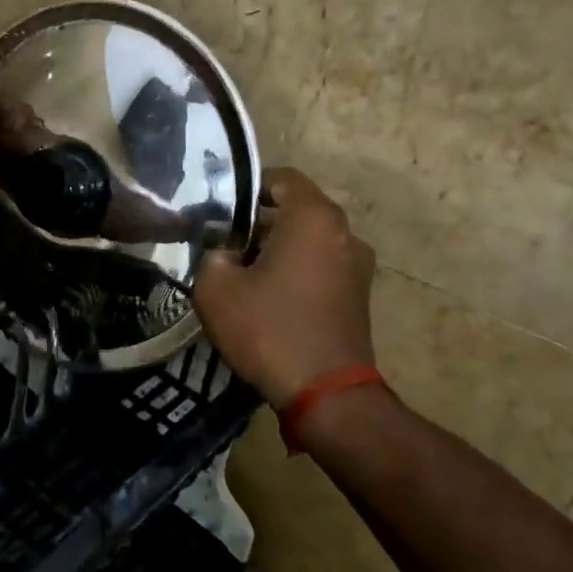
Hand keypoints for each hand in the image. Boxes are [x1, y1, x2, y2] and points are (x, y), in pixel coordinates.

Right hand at [193, 168, 376, 406]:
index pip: (281, 178)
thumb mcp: (216, 289)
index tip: (222, 210)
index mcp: (313, 218)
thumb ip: (212, 255)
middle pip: (296, 209)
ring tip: (245, 273)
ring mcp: (358, 265)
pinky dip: (298, 270)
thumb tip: (224, 253)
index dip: (248, 187)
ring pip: (310, 239)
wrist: (326, 393)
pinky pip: (322, 265)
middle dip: (260, 221)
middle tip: (226, 243)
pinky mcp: (360, 295)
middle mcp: (344, 232)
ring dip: (279, 248)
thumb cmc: (269, 329)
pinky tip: (270, 297)